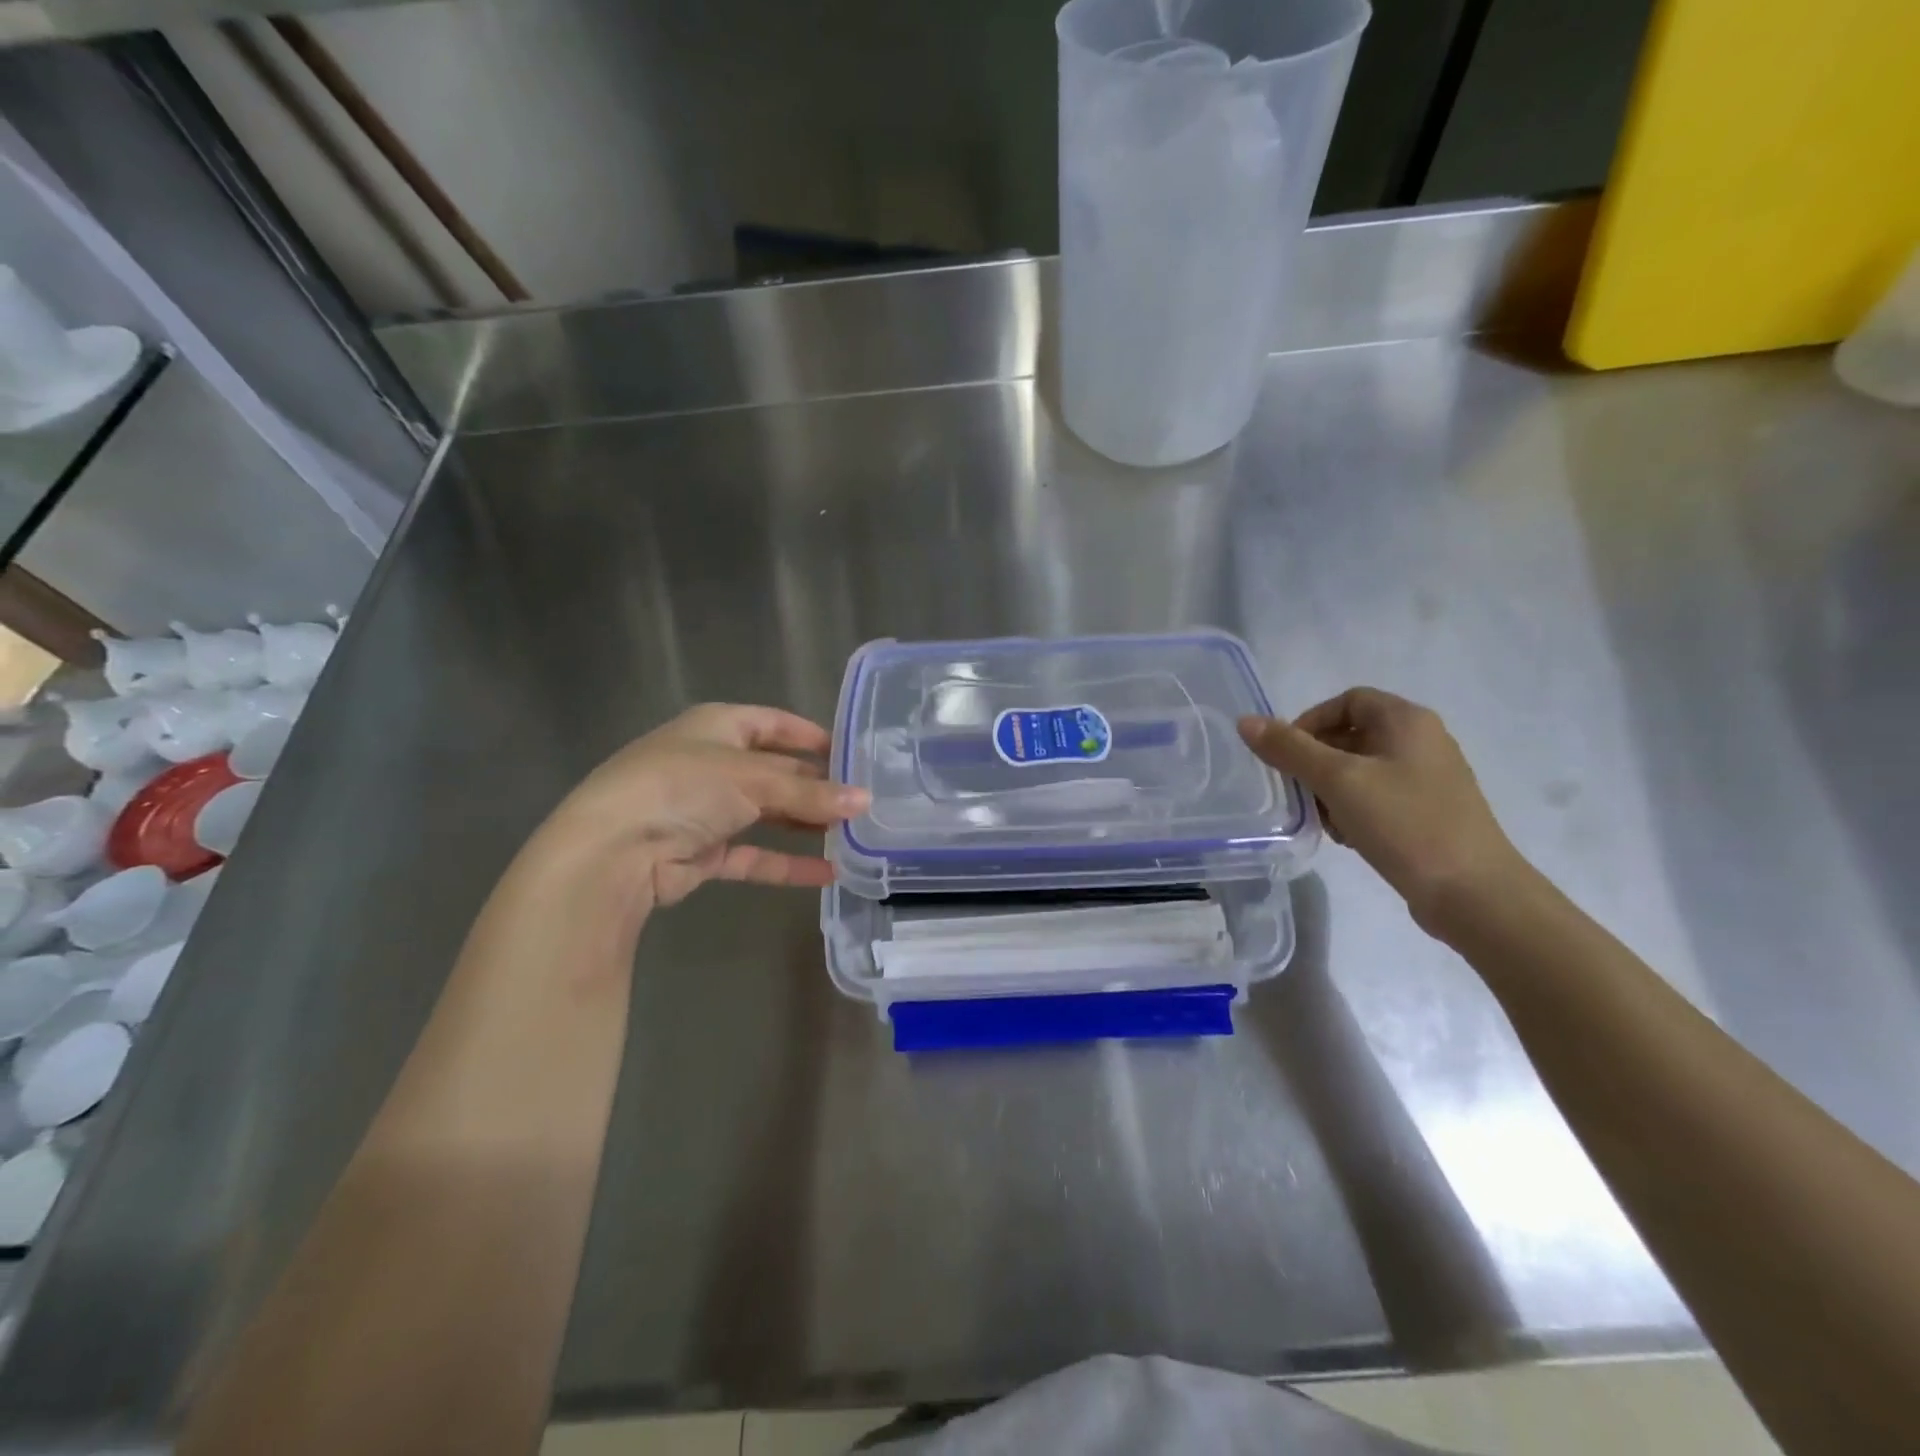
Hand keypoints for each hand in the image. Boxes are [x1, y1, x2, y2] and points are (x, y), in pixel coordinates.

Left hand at [541, 704, 867, 909]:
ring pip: (765, 814)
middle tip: (860, 800)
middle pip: (773, 771)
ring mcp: (703, 810)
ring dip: (804, 824)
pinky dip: (785, 863)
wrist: (613, 851)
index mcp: (717, 726)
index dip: (810, 736)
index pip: (772, 723)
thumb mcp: (753, 780)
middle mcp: (710, 763)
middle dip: (815, 785)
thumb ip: (810, 792)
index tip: (851, 753)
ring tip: (851, 834)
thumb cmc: (684, 788)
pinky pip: (753, 854)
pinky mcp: (700, 852)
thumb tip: (865, 800)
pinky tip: (826, 874)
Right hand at [1238, 688, 1526, 928]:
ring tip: (1327, 823)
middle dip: (1317, 763)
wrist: (1473, 893)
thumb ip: (1289, 749)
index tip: (1288, 756)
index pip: (1347, 700)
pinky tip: (1350, 838)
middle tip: (1301, 793)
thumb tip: (1245, 721)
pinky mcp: (1429, 812)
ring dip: (1332, 791)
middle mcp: (1422, 741)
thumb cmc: (1404, 824)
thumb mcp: (1338, 781)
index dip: (1311, 721)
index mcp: (1408, 721)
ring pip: (1361, 770)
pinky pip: (1378, 797)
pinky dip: (1355, 810)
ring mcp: (1429, 779)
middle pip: (1351, 735)